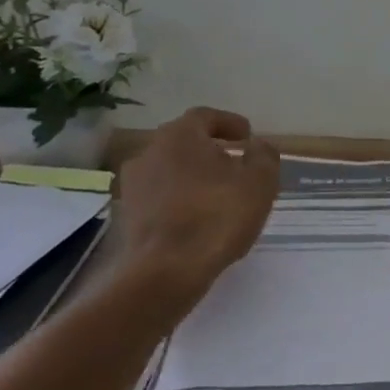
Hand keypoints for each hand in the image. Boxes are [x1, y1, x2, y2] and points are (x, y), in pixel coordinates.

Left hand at [105, 106, 280, 296]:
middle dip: (210, 150)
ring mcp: (132, 184)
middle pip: (184, 142)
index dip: (229, 123)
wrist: (164, 273)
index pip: (205, 116)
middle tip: (234, 165)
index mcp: (180, 135)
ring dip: (192, 176)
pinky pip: (158, 197)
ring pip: (169, 170)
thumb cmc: (216, 217)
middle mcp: (149, 151)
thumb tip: (258, 145)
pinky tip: (196, 218)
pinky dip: (178, 200)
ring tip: (217, 195)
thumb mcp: (259, 183)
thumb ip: (263, 156)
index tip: (247, 136)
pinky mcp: (126, 215)